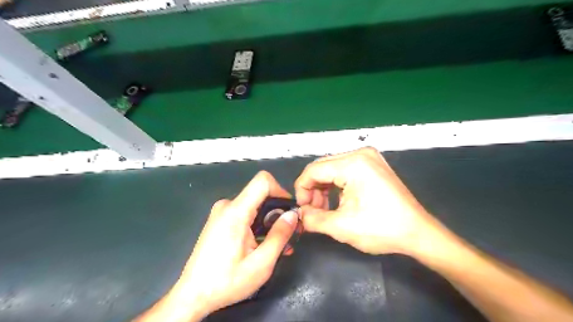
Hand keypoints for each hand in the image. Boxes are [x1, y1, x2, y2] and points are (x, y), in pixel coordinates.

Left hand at [132, 171, 297, 321]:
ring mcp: (222, 212)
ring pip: (255, 205)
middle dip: (278, 212)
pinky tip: (262, 244)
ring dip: (269, 221)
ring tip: (278, 245)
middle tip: (288, 235)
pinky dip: (258, 225)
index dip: (281, 191)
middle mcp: (227, 206)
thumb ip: (280, 236)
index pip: (263, 181)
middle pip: (260, 194)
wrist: (193, 295)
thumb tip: (293, 214)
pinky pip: (245, 213)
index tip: (289, 211)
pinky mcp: (220, 220)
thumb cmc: (227, 282)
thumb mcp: (261, 263)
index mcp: (235, 212)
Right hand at [295, 147, 441, 254]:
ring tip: (324, 209)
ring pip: (332, 169)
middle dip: (313, 190)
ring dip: (323, 188)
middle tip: (312, 211)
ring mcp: (369, 157)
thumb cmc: (382, 229)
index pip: (313, 170)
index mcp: (353, 164)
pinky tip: (337, 202)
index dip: (302, 189)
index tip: (302, 209)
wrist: (418, 233)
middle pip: (322, 168)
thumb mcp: (341, 227)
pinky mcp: (373, 165)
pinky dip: (336, 186)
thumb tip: (299, 215)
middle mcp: (360, 153)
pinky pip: (344, 171)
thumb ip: (313, 219)